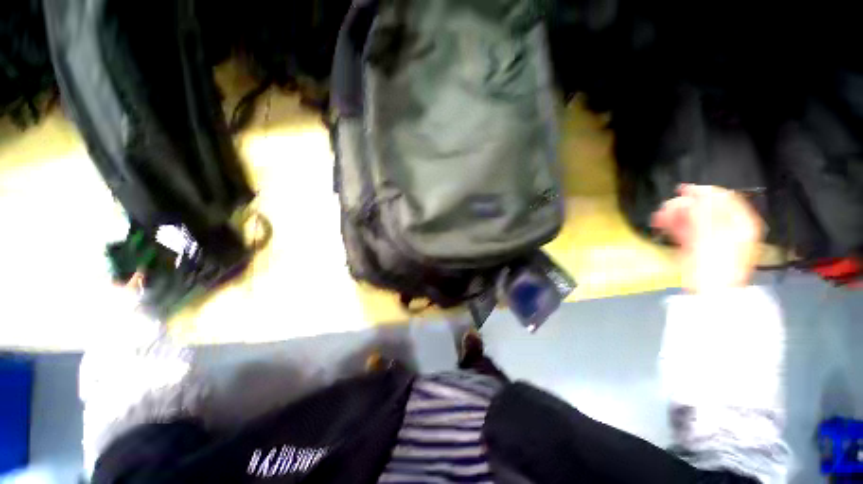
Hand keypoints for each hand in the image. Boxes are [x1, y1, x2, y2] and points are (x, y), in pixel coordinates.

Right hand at [651, 184, 762, 292]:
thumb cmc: (716, 266)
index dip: (704, 192)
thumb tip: (693, 197)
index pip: (724, 198)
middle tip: (665, 209)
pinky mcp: (697, 244)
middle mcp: (728, 226)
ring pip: (692, 218)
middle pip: (705, 207)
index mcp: (740, 223)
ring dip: (674, 215)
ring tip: (658, 218)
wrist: (710, 293)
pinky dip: (672, 224)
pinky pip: (684, 228)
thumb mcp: (712, 238)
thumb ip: (704, 215)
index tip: (682, 191)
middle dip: (684, 206)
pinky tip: (660, 223)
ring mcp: (711, 235)